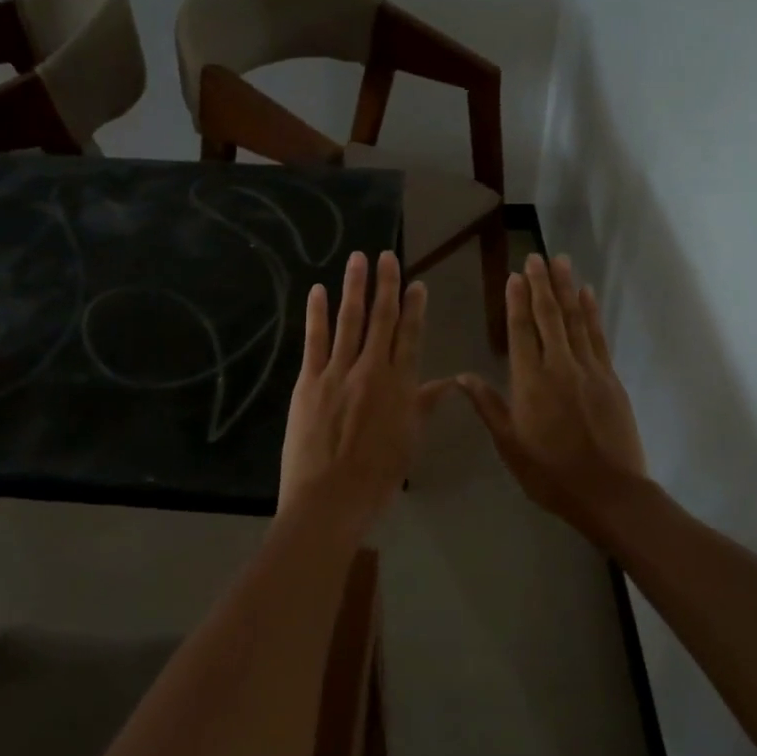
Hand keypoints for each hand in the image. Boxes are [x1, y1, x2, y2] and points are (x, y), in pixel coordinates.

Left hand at [279, 250, 451, 534]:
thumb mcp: (408, 443)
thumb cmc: (376, 478)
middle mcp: (372, 370)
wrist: (330, 498)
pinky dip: (317, 313)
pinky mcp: (309, 381)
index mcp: (401, 387)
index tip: (417, 284)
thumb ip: (423, 407)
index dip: (415, 308)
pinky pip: (314, 340)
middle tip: (386, 257)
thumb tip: (447, 383)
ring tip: (357, 259)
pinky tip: (318, 290)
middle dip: (386, 285)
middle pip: (382, 320)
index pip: (411, 337)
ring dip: (355, 288)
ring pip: (350, 321)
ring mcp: (338, 372)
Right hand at [457, 254, 648, 536]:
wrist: (607, 491)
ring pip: (575, 320)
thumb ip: (488, 406)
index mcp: (530, 382)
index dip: (517, 302)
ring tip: (561, 262)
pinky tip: (587, 296)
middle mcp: (559, 367)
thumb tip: (462, 377)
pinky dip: (591, 313)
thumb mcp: (509, 444)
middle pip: (549, 317)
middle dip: (541, 285)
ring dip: (567, 289)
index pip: (521, 331)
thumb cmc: (549, 472)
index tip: (514, 276)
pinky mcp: (610, 379)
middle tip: (536, 257)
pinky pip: (597, 337)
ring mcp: (589, 370)